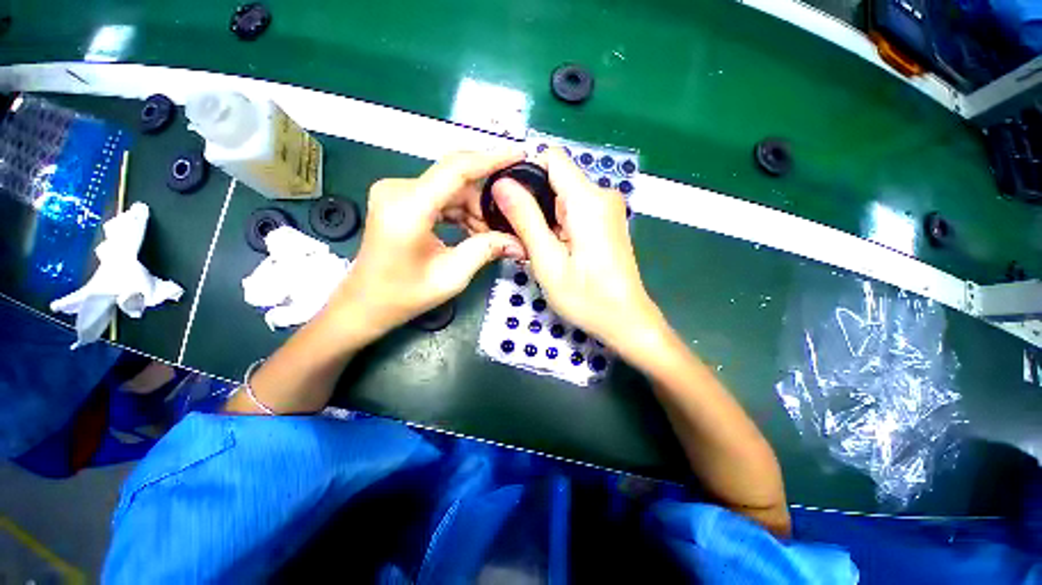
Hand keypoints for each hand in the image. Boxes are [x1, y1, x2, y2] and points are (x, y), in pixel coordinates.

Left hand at [330, 150, 526, 341]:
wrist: (366, 304)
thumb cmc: (404, 295)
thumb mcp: (452, 276)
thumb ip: (486, 250)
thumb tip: (519, 241)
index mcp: (409, 208)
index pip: (457, 169)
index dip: (491, 159)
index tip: (520, 154)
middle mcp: (398, 190)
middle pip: (456, 179)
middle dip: (485, 199)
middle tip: (506, 223)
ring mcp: (396, 192)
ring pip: (450, 188)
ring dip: (474, 209)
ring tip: (489, 236)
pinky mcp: (399, 199)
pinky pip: (439, 196)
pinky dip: (460, 211)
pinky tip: (472, 232)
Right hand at [492, 148, 665, 351]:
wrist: (626, 320)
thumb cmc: (587, 297)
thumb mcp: (548, 261)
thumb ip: (526, 219)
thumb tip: (502, 183)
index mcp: (588, 199)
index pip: (551, 157)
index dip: (524, 171)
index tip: (506, 197)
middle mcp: (602, 195)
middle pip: (555, 178)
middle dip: (531, 200)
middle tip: (514, 232)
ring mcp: (606, 209)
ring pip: (562, 196)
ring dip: (542, 216)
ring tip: (532, 246)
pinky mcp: (606, 221)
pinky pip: (573, 210)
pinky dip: (556, 223)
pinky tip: (550, 248)